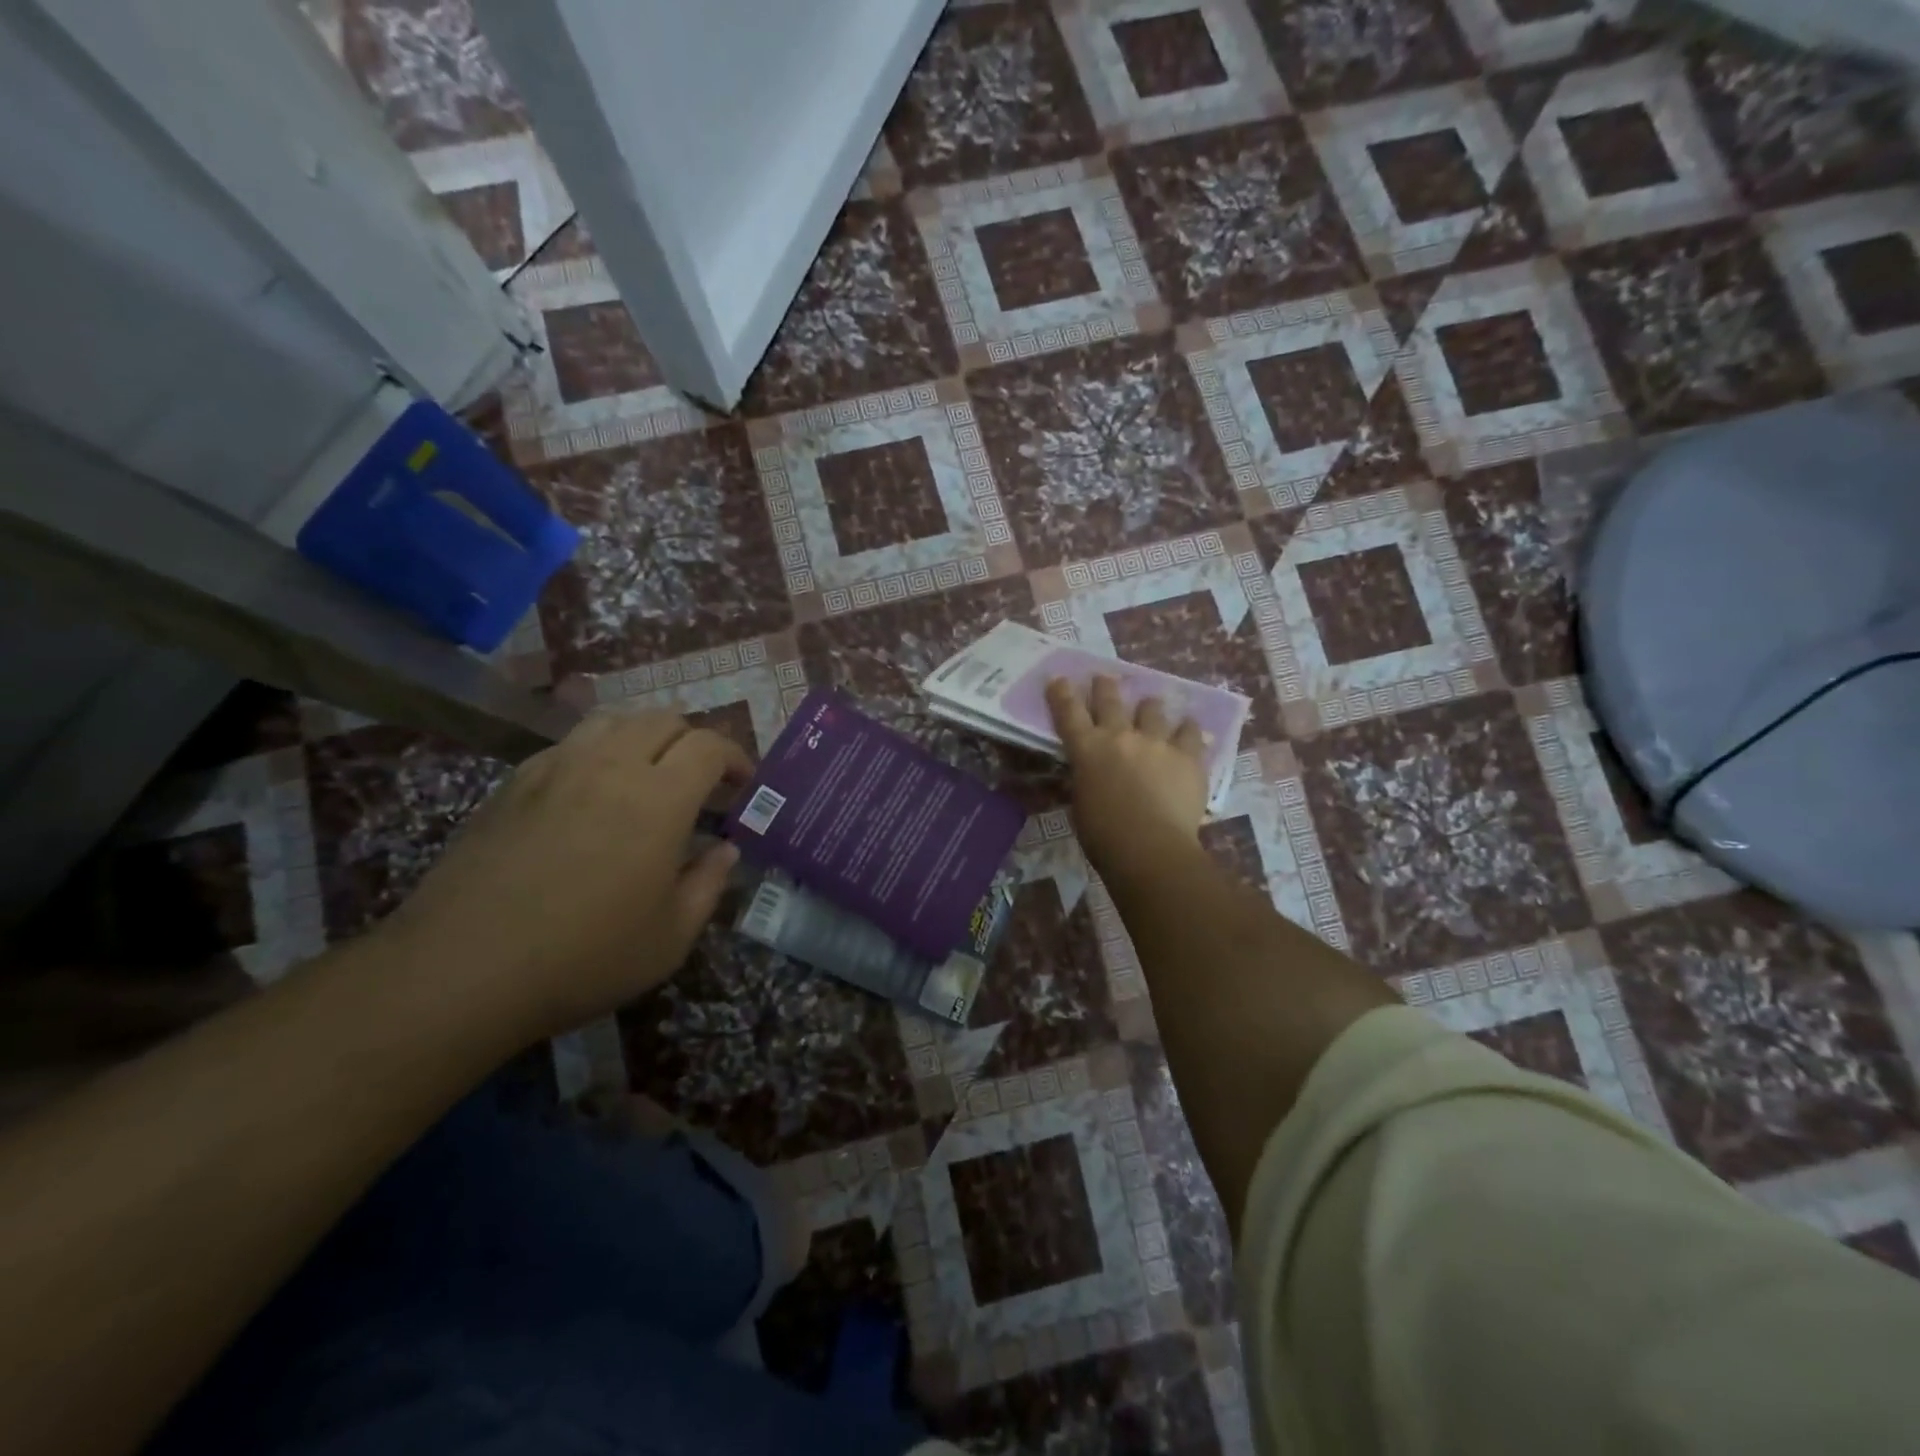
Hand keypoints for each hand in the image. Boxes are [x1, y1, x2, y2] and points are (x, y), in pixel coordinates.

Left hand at [377, 711, 749, 1045]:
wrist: (461, 970)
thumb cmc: (584, 958)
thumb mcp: (671, 938)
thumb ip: (708, 885)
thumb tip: (724, 850)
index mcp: (659, 799)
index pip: (709, 746)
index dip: (735, 757)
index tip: (742, 785)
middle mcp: (610, 766)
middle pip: (663, 720)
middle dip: (693, 742)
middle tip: (700, 782)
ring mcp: (555, 768)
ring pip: (613, 721)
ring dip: (644, 737)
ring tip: (648, 774)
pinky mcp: (514, 784)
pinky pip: (568, 744)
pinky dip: (597, 752)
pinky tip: (590, 793)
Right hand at [1046, 676, 1208, 881]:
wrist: (1150, 848)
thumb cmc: (1104, 835)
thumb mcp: (1080, 803)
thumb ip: (1085, 780)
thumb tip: (1088, 773)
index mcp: (1087, 750)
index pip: (1068, 713)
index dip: (1062, 693)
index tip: (1059, 678)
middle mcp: (1120, 736)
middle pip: (1110, 700)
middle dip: (1105, 686)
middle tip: (1104, 677)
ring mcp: (1157, 742)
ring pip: (1153, 709)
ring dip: (1149, 706)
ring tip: (1152, 705)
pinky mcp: (1188, 756)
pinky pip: (1190, 732)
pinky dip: (1188, 729)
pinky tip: (1189, 728)